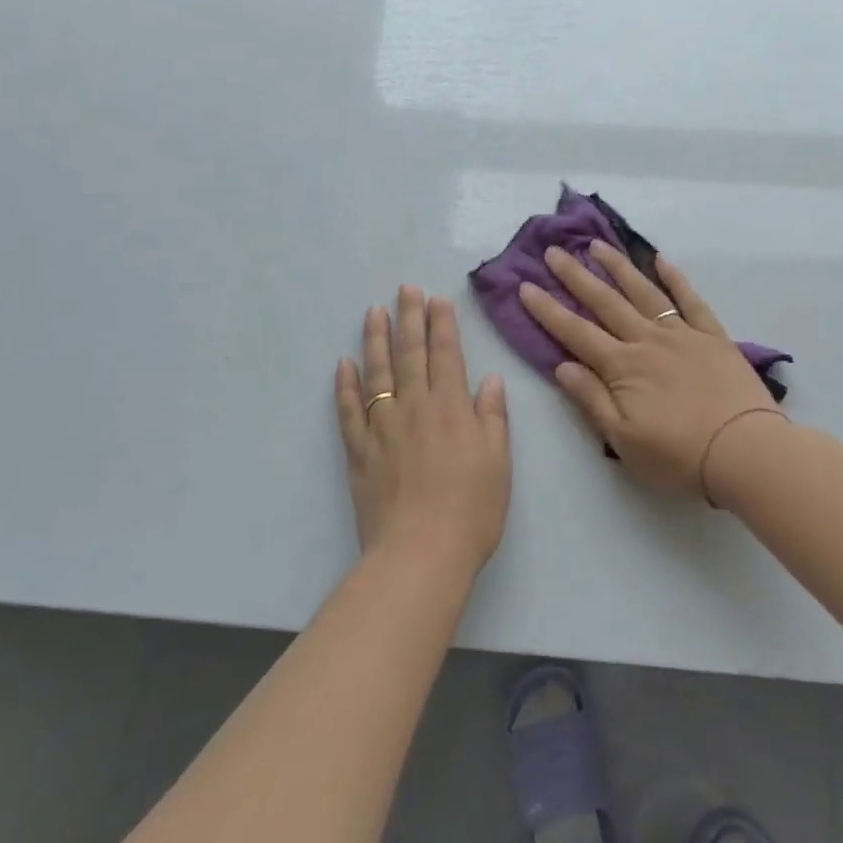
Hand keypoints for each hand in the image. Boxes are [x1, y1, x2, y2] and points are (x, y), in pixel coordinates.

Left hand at [335, 286, 510, 580]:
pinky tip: (343, 364)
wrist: (421, 554)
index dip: (442, 324)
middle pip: (410, 354)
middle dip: (409, 318)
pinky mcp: (358, 451)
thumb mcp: (499, 462)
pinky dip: (345, 385)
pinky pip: (349, 410)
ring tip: (373, 311)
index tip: (437, 299)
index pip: (446, 354)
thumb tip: (490, 378)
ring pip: (376, 373)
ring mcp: (382, 427)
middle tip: (405, 289)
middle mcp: (415, 407)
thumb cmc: (472, 510)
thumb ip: (492, 417)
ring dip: (375, 339)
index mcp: (452, 408)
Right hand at [519, 243, 778, 497]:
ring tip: (597, 245)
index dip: (548, 309)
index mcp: (622, 366)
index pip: (575, 332)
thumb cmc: (679, 456)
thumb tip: (561, 365)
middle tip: (553, 251)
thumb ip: (591, 399)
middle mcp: (647, 340)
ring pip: (643, 291)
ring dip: (618, 267)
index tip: (525, 286)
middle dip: (575, 276)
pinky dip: (674, 278)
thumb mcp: (623, 439)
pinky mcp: (712, 335)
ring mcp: (682, 333)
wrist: (745, 451)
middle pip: (605, 302)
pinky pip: (690, 299)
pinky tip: (659, 260)